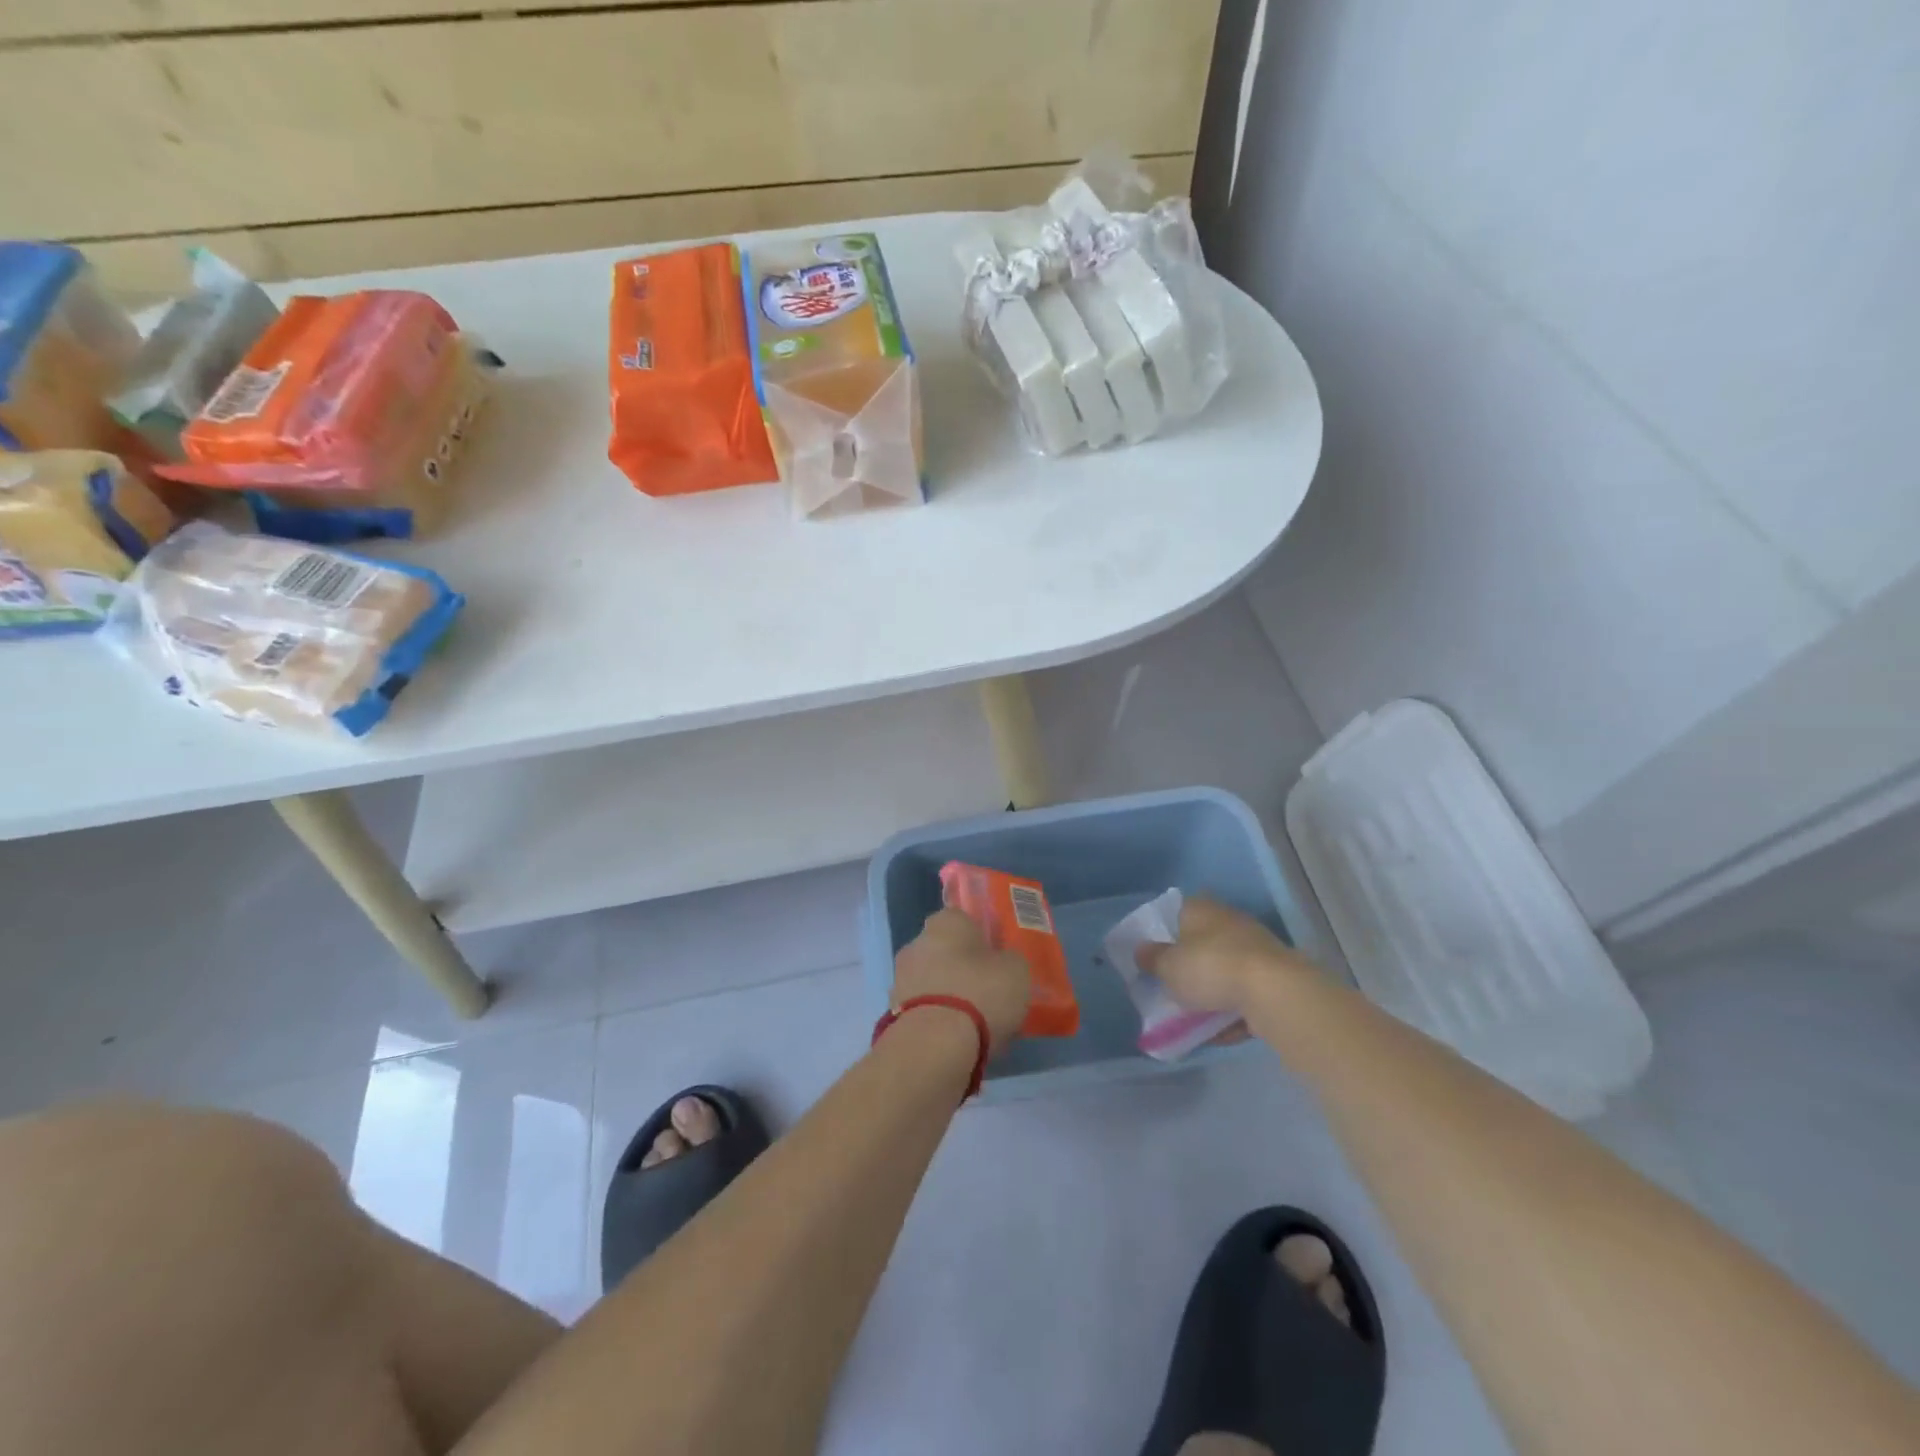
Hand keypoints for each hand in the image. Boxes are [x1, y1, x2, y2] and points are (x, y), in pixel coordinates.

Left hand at [892, 908, 1030, 1056]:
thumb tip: (1002, 963)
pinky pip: (924, 1010)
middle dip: (963, 969)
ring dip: (949, 996)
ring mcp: (900, 979)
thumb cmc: (980, 994)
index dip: (983, 939)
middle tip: (989, 992)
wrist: (934, 1046)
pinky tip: (957, 1040)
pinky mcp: (893, 1014)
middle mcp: (916, 943)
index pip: (964, 920)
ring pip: (933, 982)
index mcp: (946, 922)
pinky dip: (937, 1021)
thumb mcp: (1017, 971)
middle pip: (945, 952)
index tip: (998, 961)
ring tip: (976, 1024)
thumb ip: (1009, 960)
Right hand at [1137, 897, 1309, 1014]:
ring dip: (1213, 992)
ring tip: (1194, 1018)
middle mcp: (1230, 921)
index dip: (1166, 934)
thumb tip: (1141, 950)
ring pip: (1226, 970)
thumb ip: (1152, 959)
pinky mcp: (1277, 978)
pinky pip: (1246, 995)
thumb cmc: (1211, 968)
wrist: (1275, 993)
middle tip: (1174, 989)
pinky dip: (1233, 1011)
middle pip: (1203, 943)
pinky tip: (1220, 1032)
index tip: (1157, 957)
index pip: (1178, 912)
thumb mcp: (1168, 967)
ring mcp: (1257, 949)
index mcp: (1201, 909)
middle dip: (1191, 966)